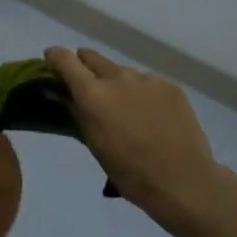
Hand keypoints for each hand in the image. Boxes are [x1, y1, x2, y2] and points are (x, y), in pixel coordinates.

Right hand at [45, 46, 222, 236]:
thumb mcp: (94, 144)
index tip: (52, 61)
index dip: (55, 57)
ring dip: (116, 82)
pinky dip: (142, 92)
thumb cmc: (130, 171)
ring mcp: (147, 78)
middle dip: (84, 66)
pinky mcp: (170, 85)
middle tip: (88, 87)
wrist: (183, 180)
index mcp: (93, 93)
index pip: (65, 59)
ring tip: (126, 108)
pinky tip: (151, 115)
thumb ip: (76, 112)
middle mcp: (118, 77)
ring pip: (122, 71)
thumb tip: (59, 93)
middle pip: (92, 57)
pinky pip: (147, 81)